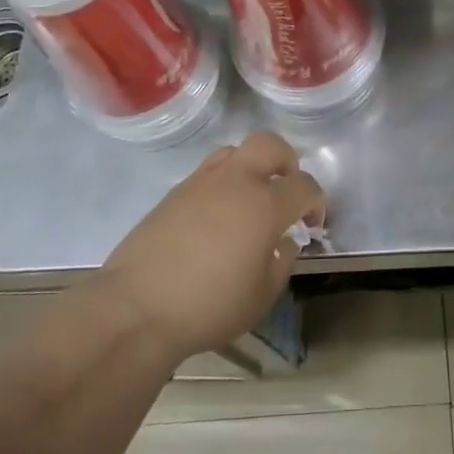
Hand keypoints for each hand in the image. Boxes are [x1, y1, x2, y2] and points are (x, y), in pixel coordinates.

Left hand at [103, 132, 324, 361]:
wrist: (137, 308)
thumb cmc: (209, 307)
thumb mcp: (261, 297)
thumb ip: (281, 262)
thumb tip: (283, 242)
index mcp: (265, 205)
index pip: (304, 185)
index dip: (316, 201)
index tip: (312, 224)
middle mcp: (236, 182)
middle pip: (270, 145)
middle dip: (287, 161)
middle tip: (286, 188)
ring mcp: (201, 182)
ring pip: (235, 151)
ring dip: (251, 167)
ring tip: (249, 199)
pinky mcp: (174, 193)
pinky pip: (208, 172)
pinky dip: (223, 183)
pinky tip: (217, 216)